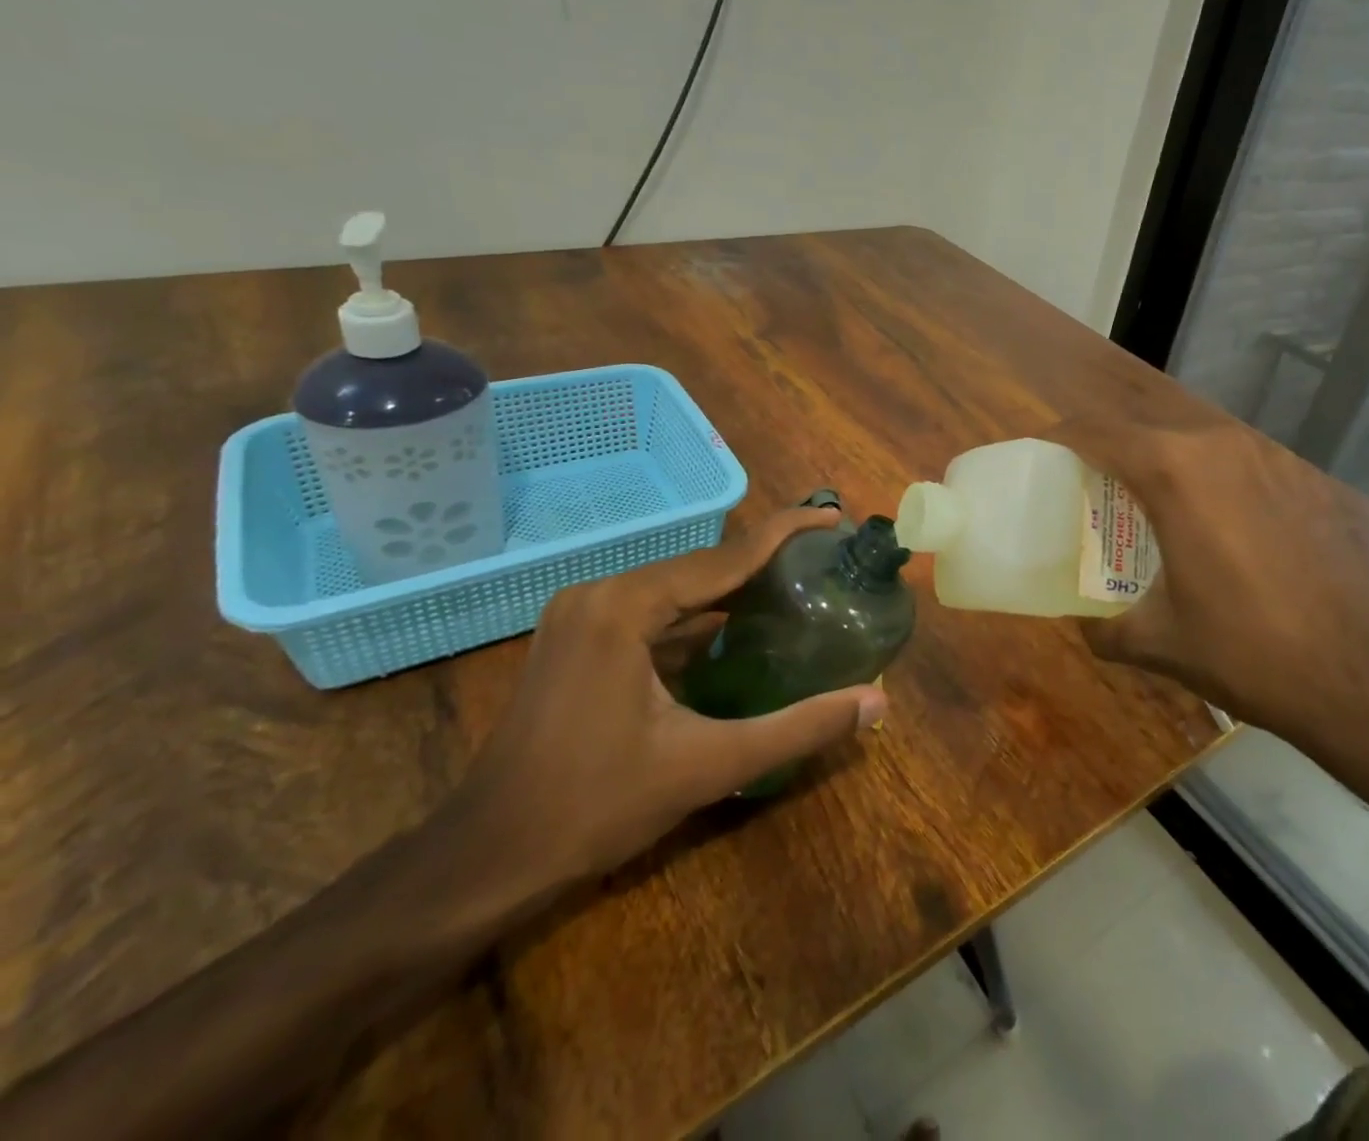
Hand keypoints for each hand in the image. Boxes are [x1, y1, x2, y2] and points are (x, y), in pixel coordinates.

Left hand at [457, 507, 888, 888]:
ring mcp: (583, 613)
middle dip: (764, 559)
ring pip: (677, 586)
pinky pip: (653, 609)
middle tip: (825, 557)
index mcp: (626, 606)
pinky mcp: (578, 637)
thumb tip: (876, 702)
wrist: (487, 857)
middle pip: (702, 565)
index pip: (725, 556)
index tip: (834, 516)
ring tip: (795, 582)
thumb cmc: (594, 807)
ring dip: (732, 585)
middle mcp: (601, 592)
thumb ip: (797, 727)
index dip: (786, 532)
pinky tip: (737, 625)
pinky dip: (698, 613)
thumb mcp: (708, 765)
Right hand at [1049, 412, 1368, 761]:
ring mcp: (1266, 454)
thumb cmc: (1245, 651)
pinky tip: (1210, 521)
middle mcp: (1217, 444)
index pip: (1096, 431)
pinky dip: (1204, 475)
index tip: (1038, 453)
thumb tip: (1084, 621)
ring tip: (1144, 503)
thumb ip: (1101, 626)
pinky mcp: (1299, 474)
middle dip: (1106, 450)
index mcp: (1173, 471)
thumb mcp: (1155, 642)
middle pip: (1142, 429)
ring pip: (1190, 440)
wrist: (1360, 674)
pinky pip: (1232, 460)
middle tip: (1086, 488)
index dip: (1059, 436)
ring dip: (1157, 461)